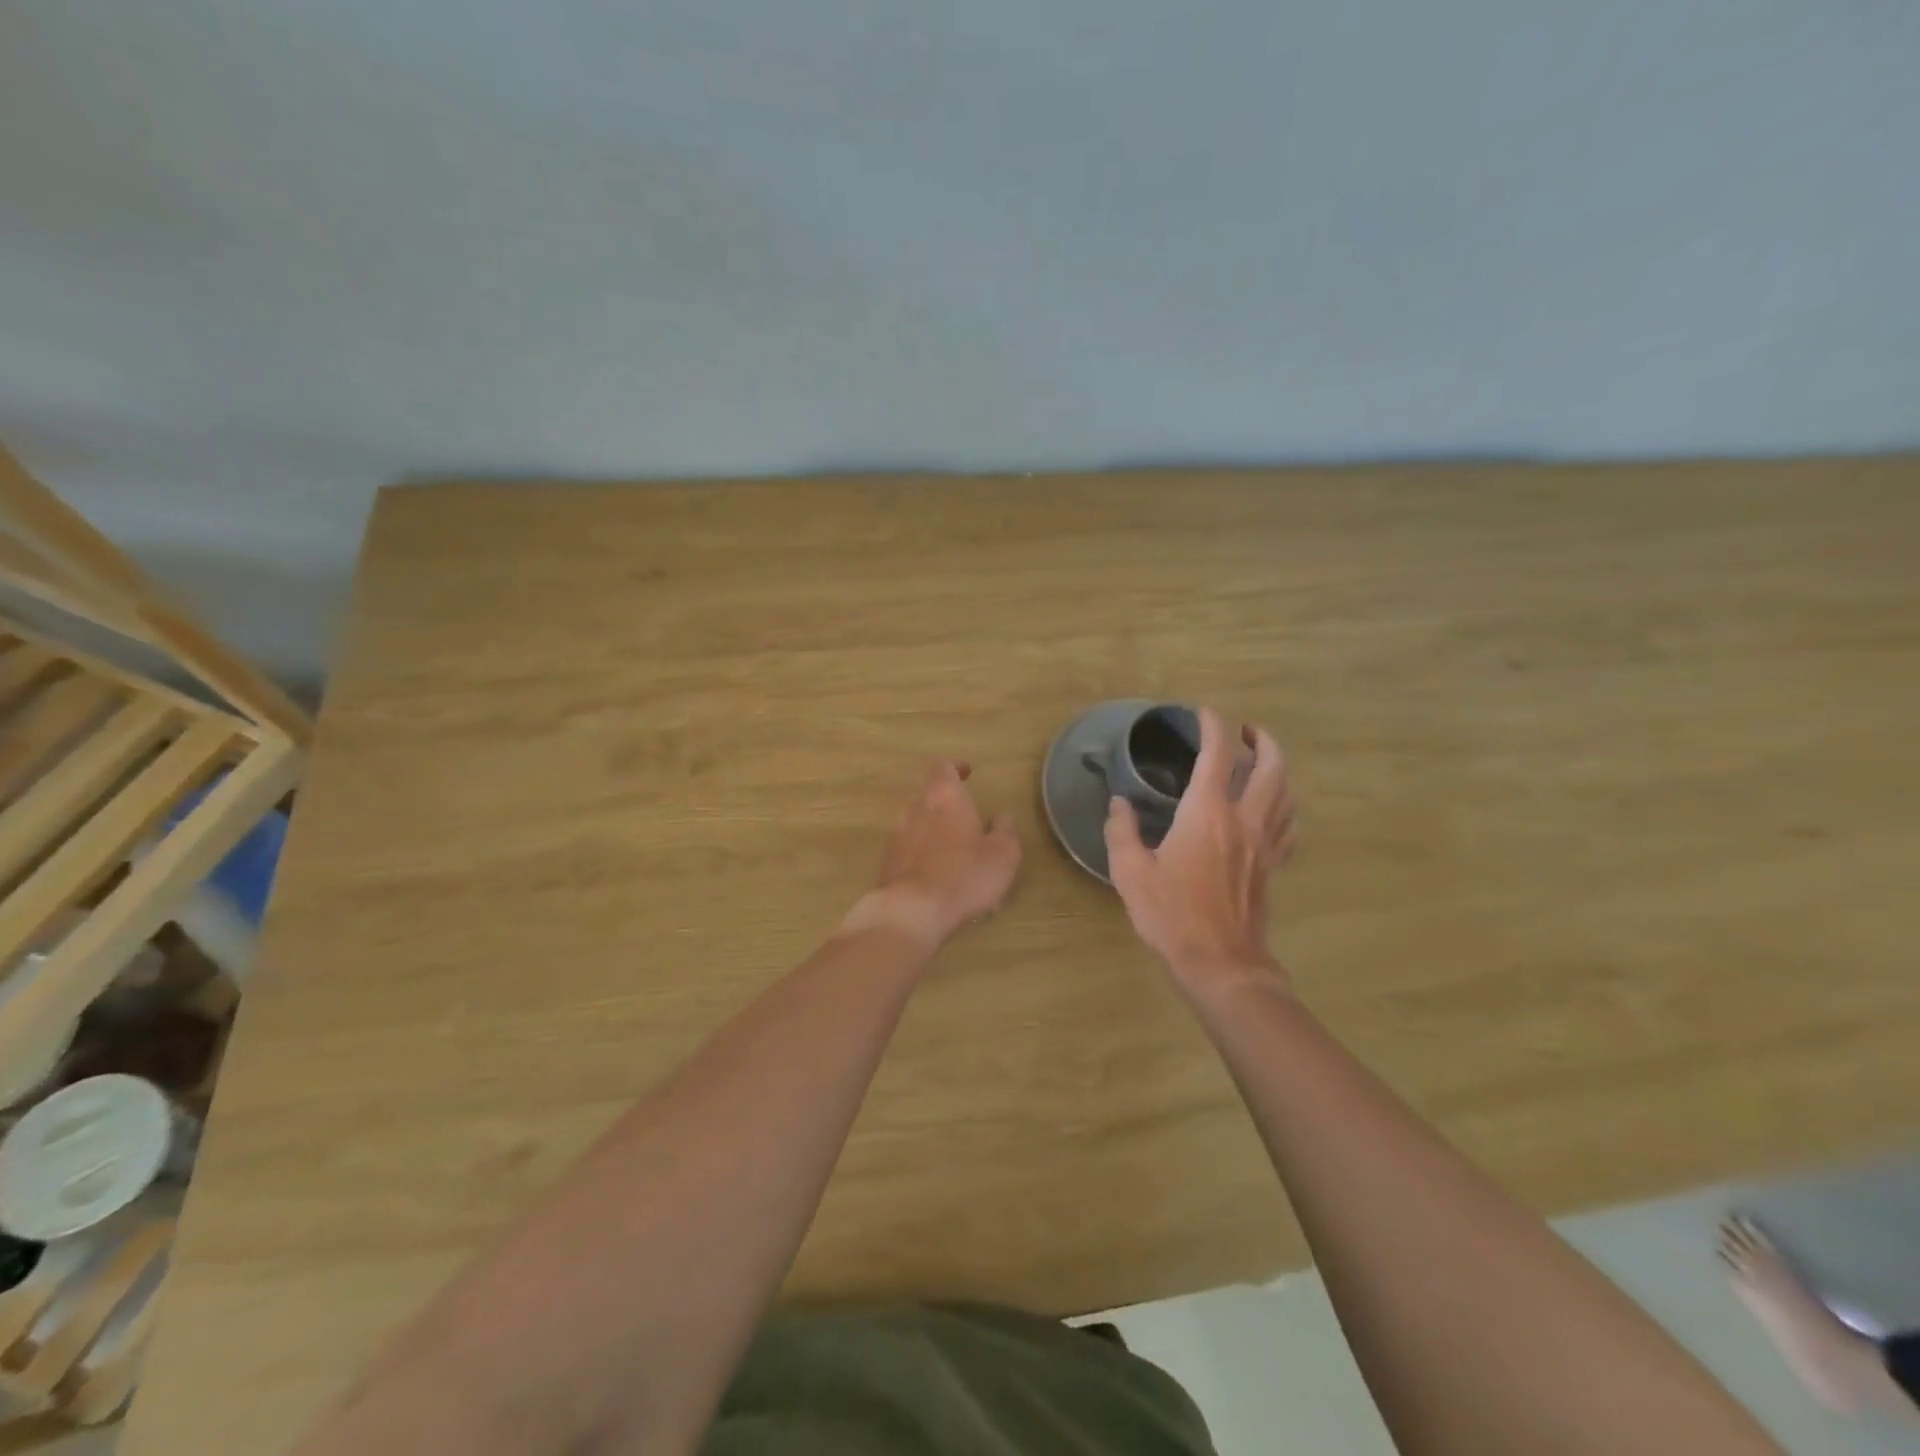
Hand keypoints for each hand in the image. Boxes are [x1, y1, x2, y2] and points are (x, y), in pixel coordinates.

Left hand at [842, 760, 1020, 952]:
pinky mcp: (887, 866)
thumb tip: (1001, 817)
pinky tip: (943, 887)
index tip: (967, 773)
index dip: (955, 767)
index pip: (942, 768)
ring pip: (920, 830)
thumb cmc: (964, 875)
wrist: (911, 912)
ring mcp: (897, 838)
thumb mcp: (1003, 854)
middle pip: (930, 800)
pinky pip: (911, 856)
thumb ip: (1005, 830)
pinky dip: (926, 863)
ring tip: (960, 866)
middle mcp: (915, 811)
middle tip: (971, 830)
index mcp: (944, 799)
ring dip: (938, 840)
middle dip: (949, 812)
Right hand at [1105, 708, 1297, 990]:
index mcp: (1207, 812)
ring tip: (1264, 761)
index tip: (1204, 714)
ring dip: (1279, 768)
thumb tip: (1119, 805)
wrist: (1220, 961)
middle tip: (1247, 731)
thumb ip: (1122, 832)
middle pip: (1270, 766)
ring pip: (1287, 793)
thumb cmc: (1171, 914)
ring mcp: (1264, 843)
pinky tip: (1275, 809)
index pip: (1218, 755)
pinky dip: (1286, 806)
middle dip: (1263, 741)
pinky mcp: (1272, 866)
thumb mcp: (1131, 872)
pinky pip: (1289, 826)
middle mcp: (1244, 819)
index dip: (1213, 727)